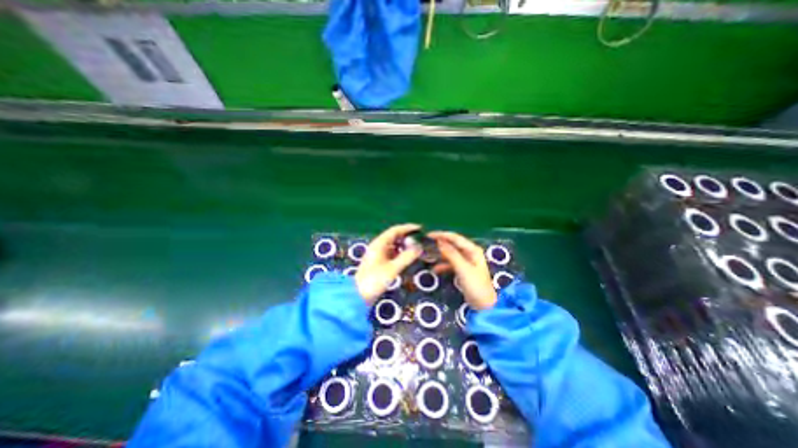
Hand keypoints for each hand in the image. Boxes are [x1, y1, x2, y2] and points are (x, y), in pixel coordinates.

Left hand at [354, 224, 420, 303]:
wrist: (358, 295)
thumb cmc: (374, 280)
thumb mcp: (393, 269)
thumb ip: (406, 257)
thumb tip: (419, 247)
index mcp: (379, 244)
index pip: (395, 230)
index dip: (407, 228)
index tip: (420, 228)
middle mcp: (378, 246)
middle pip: (394, 236)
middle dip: (407, 236)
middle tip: (420, 239)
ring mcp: (377, 254)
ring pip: (393, 245)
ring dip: (404, 245)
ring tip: (416, 248)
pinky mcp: (378, 262)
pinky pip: (391, 252)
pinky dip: (399, 252)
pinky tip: (407, 257)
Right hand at [427, 232, 496, 308]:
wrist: (484, 305)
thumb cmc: (476, 285)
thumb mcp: (463, 269)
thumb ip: (452, 254)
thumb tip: (439, 242)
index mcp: (472, 250)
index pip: (455, 238)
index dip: (442, 235)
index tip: (429, 235)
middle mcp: (469, 252)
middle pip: (452, 244)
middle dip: (440, 243)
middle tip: (426, 243)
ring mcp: (466, 261)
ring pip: (450, 253)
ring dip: (440, 254)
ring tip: (428, 254)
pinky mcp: (462, 269)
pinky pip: (450, 263)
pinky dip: (442, 265)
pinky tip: (434, 269)